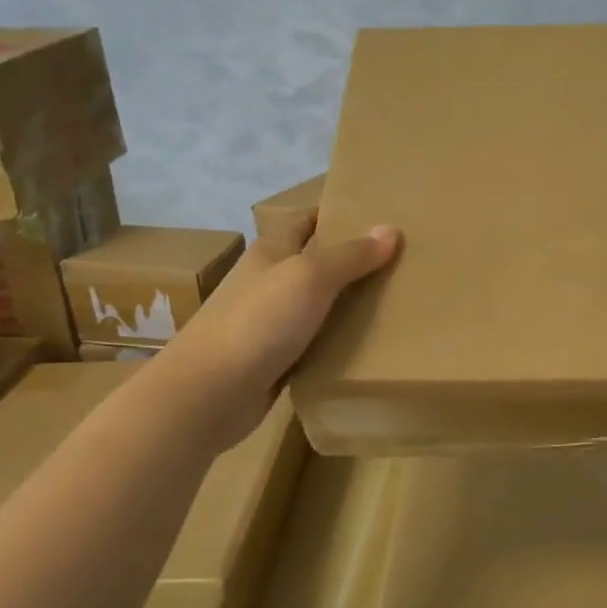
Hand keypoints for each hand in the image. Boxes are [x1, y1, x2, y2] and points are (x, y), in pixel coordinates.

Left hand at [164, 214, 399, 452]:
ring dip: (346, 303)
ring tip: (393, 301)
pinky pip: (313, 344)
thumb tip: (390, 229)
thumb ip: (350, 255)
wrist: (209, 394)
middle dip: (350, 259)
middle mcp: (268, 282)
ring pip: (315, 305)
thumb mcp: (310, 277)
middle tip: (398, 261)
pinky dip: (336, 342)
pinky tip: (366, 346)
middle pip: (313, 262)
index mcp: (271, 252)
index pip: (304, 220)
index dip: (334, 213)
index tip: (375, 214)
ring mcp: (268, 323)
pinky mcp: (273, 361)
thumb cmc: (258, 322)